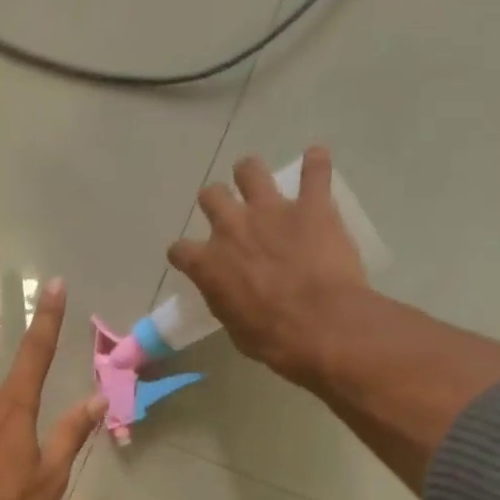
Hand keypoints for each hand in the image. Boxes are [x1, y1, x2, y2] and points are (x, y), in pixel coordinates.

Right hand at [167, 146, 367, 382]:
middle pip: (211, 196)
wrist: (320, 325)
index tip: (192, 259)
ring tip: (259, 182)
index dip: (185, 254)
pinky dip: (316, 164)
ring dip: (251, 174)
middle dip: (216, 202)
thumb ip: (227, 301)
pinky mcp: (312, 206)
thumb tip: (233, 296)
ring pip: (250, 170)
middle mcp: (231, 228)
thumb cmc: (271, 338)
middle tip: (229, 214)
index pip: (179, 250)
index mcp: (207, 264)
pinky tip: (317, 161)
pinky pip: (315, 171)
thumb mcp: (234, 327)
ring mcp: (272, 211)